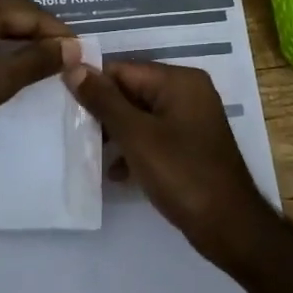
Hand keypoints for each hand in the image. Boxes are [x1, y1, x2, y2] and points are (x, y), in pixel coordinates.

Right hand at [62, 60, 275, 262]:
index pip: (123, 70)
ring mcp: (191, 120)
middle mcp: (188, 92)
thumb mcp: (136, 136)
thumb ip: (103, 101)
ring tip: (89, 153)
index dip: (93, 86)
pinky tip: (115, 173)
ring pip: (141, 117)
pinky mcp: (190, 146)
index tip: (64, 108)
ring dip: (116, 134)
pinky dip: (134, 150)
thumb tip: (74, 67)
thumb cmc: (181, 174)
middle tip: (73, 133)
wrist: (228, 225)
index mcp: (179, 81)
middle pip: (132, 91)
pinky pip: (154, 137)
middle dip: (104, 112)